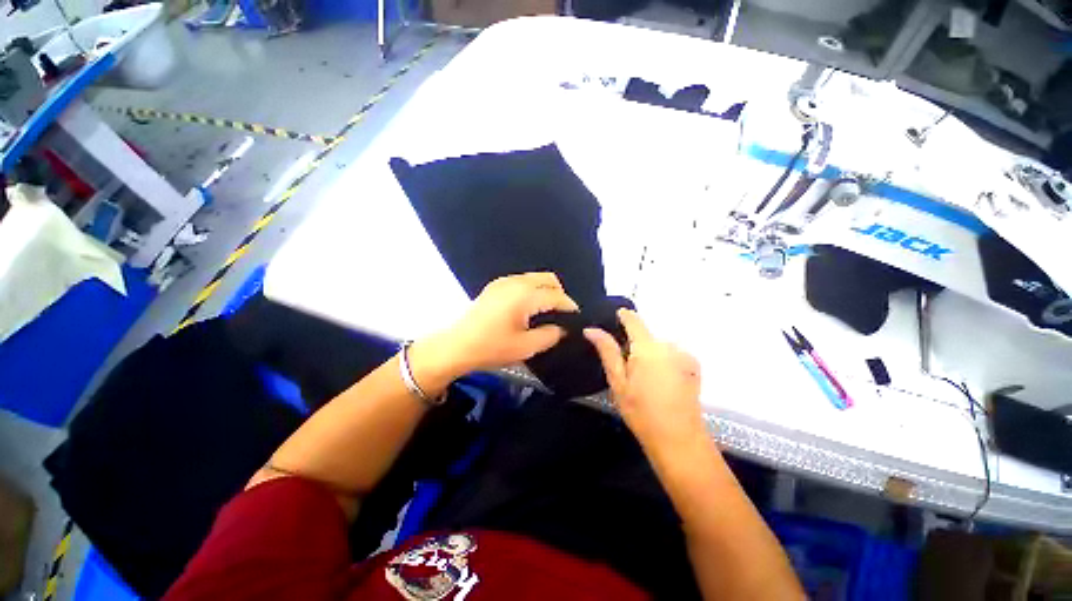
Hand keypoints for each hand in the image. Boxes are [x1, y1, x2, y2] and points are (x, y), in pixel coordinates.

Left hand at [413, 273, 578, 380]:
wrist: (456, 346)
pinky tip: (529, 308)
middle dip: (560, 294)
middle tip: (562, 315)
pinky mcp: (495, 286)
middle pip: (548, 278)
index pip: (556, 295)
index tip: (576, 319)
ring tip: (547, 312)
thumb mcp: (525, 347)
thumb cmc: (491, 347)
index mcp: (525, 295)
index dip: (569, 306)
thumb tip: (563, 329)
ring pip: (535, 278)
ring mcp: (503, 281)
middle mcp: (515, 282)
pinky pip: (522, 281)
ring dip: (546, 290)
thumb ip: (550, 335)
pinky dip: (532, 290)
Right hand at [584, 309, 706, 455]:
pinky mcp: (694, 367)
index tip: (613, 318)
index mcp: (647, 347)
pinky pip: (672, 355)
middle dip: (633, 344)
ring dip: (649, 354)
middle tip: (624, 367)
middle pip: (646, 335)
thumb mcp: (618, 381)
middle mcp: (669, 345)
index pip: (634, 320)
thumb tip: (591, 329)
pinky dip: (663, 361)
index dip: (623, 316)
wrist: (679, 440)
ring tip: (643, 379)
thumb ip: (607, 351)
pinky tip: (660, 382)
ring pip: (658, 346)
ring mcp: (684, 356)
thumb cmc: (641, 411)